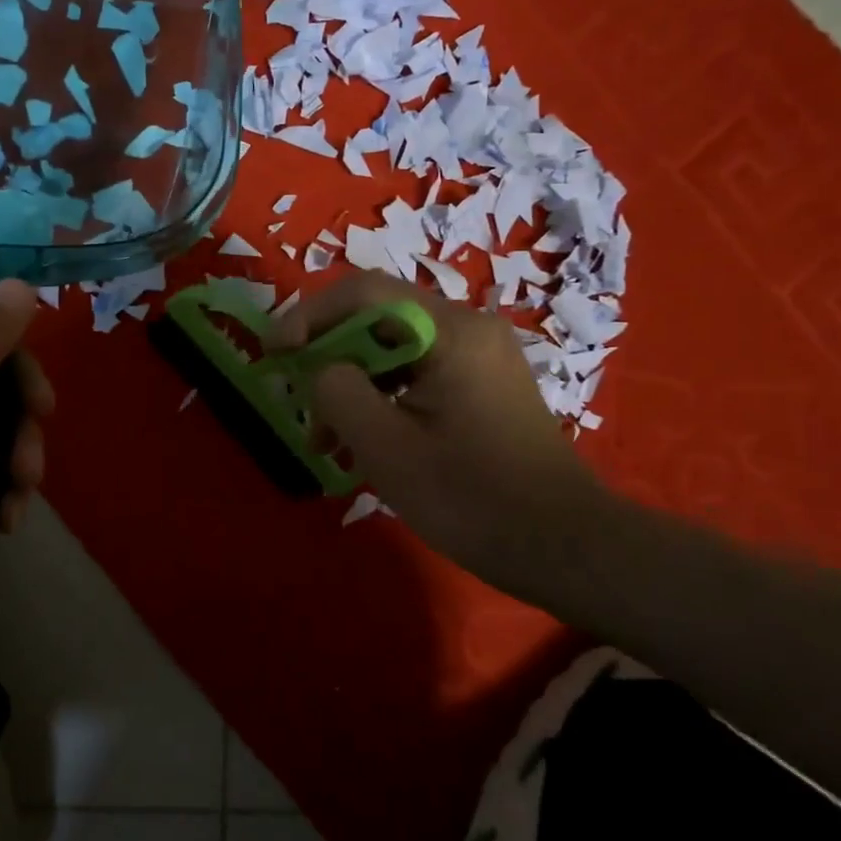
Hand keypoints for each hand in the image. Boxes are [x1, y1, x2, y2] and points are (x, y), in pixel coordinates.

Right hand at [270, 274, 598, 571]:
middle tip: (302, 404)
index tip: (275, 354)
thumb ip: (339, 393)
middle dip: (329, 356)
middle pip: (377, 318)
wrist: (565, 548)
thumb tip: (323, 370)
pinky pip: (417, 371)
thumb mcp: (387, 449)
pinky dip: (381, 396)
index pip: (364, 293)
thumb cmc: (473, 500)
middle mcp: (469, 327)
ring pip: (393, 348)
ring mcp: (479, 355)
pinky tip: (364, 441)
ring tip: (327, 439)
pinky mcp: (482, 382)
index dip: (309, 315)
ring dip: (352, 383)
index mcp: (451, 331)